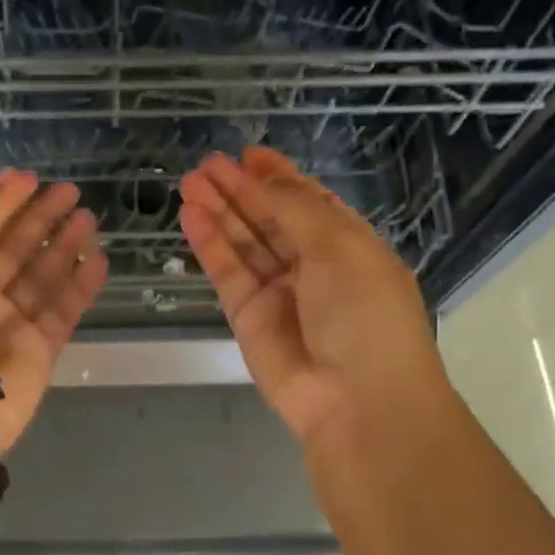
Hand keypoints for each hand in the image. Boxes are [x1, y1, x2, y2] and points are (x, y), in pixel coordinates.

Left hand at [0, 170, 106, 457]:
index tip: (36, 179)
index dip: (8, 205)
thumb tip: (15, 178)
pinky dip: (80, 287)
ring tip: (91, 220)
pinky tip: (99, 261)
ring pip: (43, 280)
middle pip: (15, 252)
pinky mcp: (39, 353)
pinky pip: (63, 313)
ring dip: (65, 249)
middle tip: (73, 193)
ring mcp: (9, 327)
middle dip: (42, 222)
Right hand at [179, 148, 446, 449]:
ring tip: (190, 182)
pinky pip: (226, 272)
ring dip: (218, 211)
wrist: (357, 400)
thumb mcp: (339, 248)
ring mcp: (277, 292)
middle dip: (240, 190)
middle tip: (207, 164)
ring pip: (243, 243)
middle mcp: (312, 266)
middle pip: (269, 219)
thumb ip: (294, 209)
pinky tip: (191, 216)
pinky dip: (209, 244)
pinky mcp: (246, 316)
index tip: (248, 154)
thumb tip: (263, 179)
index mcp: (347, 245)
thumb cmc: (364, 314)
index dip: (278, 178)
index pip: (308, 203)